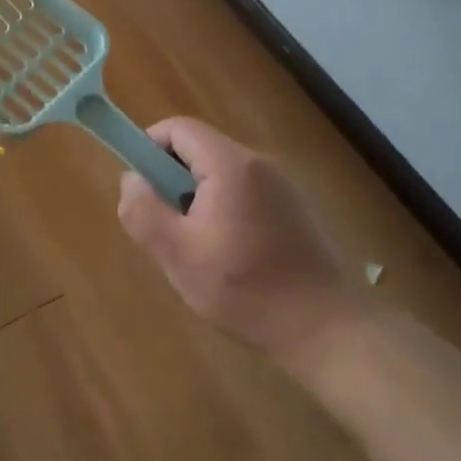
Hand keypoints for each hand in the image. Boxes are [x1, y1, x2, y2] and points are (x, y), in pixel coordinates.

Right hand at [117, 117, 357, 367]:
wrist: (328, 332)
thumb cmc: (246, 290)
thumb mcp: (177, 255)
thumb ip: (143, 211)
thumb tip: (131, 180)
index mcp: (231, 165)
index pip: (178, 128)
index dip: (149, 148)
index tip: (142, 189)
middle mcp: (260, 163)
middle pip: (199, 150)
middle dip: (172, 181)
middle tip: (167, 228)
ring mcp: (283, 186)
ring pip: (221, 174)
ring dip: (198, 200)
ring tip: (198, 250)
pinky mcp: (296, 210)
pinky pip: (245, 193)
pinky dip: (225, 212)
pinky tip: (232, 259)